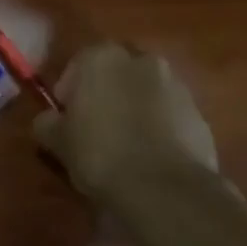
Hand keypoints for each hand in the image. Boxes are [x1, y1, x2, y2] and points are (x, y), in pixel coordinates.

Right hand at [33, 43, 220, 199]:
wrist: (164, 189)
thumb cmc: (100, 153)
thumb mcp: (57, 141)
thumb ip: (47, 122)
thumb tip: (48, 120)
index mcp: (102, 57)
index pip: (77, 66)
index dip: (70, 93)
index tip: (67, 121)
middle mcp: (141, 60)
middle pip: (115, 74)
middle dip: (106, 95)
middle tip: (96, 129)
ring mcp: (176, 85)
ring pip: (145, 93)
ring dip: (135, 110)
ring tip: (126, 147)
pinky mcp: (199, 113)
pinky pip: (170, 116)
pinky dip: (160, 128)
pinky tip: (150, 158)